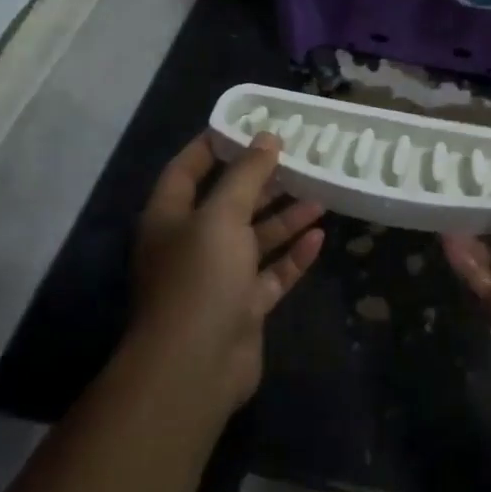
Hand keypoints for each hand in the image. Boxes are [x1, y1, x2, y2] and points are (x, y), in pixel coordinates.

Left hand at [131, 133, 324, 414]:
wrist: (195, 367)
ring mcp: (218, 278)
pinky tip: (320, 237)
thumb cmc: (199, 278)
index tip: (247, 124)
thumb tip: (267, 137)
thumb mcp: (221, 216)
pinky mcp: (243, 307)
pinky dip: (293, 257)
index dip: (213, 145)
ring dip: (285, 217)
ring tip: (320, 192)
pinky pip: (271, 274)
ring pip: (255, 239)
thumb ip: (246, 175)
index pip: (187, 169)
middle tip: (298, 157)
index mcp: (170, 218)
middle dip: (262, 181)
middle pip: (228, 203)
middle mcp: (191, 244)